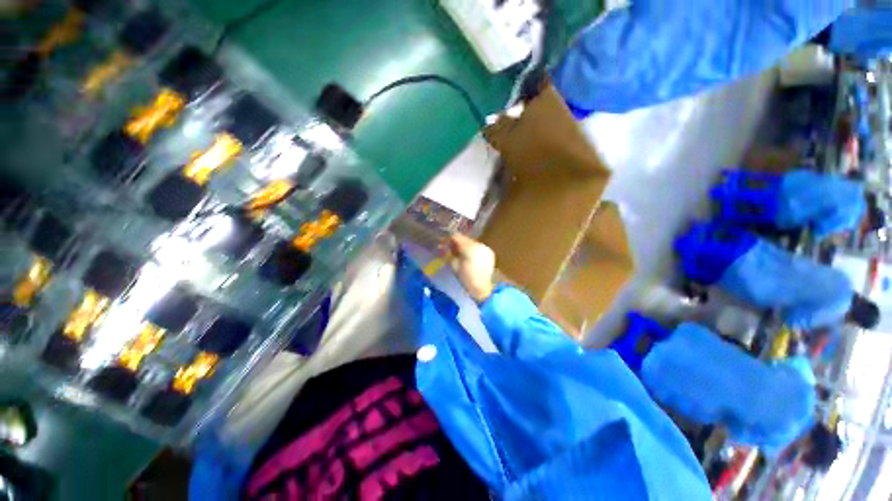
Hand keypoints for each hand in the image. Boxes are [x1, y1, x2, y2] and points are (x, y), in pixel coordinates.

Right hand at [446, 234, 494, 302]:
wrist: (483, 288)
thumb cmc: (466, 278)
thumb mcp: (454, 266)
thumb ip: (448, 254)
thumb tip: (442, 247)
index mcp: (469, 247)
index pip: (456, 237)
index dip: (448, 240)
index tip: (442, 244)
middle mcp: (479, 244)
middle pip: (464, 239)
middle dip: (456, 243)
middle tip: (449, 249)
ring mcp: (486, 248)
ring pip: (471, 242)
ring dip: (464, 246)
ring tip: (459, 253)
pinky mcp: (489, 252)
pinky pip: (478, 247)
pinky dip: (472, 250)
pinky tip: (468, 257)